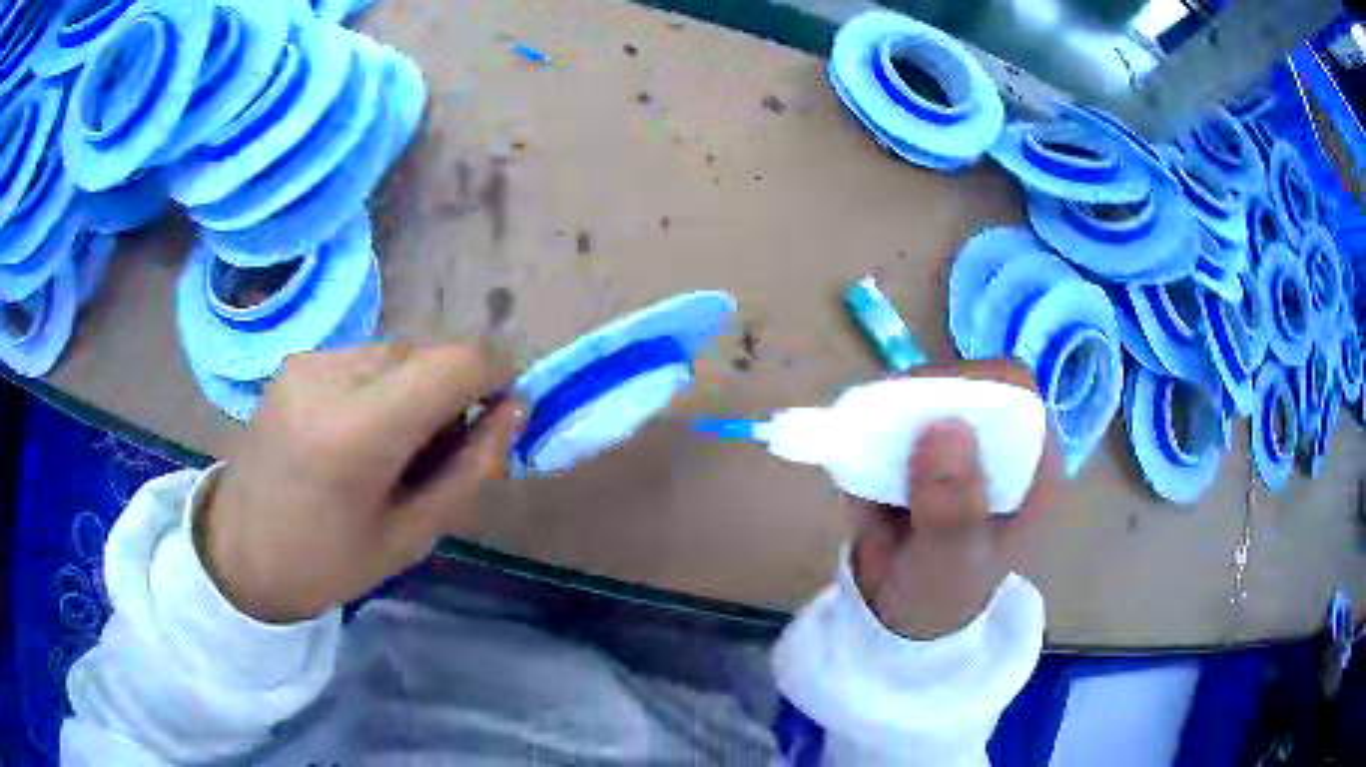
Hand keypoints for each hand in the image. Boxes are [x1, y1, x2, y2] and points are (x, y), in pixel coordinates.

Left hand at [197, 343, 525, 623]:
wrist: (239, 551)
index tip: (501, 415)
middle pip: (429, 352)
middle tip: (437, 454)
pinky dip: (383, 386)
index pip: (457, 362)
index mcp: (359, 431)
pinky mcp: (297, 359)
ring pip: (399, 351)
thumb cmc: (327, 563)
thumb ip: (471, 468)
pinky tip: (358, 433)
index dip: (497, 376)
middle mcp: (331, 375)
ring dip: (417, 389)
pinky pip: (365, 358)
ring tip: (392, 447)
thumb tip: (516, 409)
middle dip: (453, 392)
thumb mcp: (412, 536)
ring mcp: (309, 360)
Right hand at [849, 359, 1061, 639]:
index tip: (933, 409)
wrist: (900, 611)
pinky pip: (894, 408)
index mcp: (1032, 464)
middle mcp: (999, 438)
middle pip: (970, 381)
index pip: (1018, 394)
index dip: (980, 389)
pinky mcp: (919, 438)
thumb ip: (952, 511)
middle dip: (926, 394)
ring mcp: (957, 435)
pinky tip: (856, 446)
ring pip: (929, 387)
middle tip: (886, 424)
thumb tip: (944, 428)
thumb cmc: (944, 591)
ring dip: (891, 405)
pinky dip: (870, 419)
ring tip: (866, 440)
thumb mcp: (952, 563)